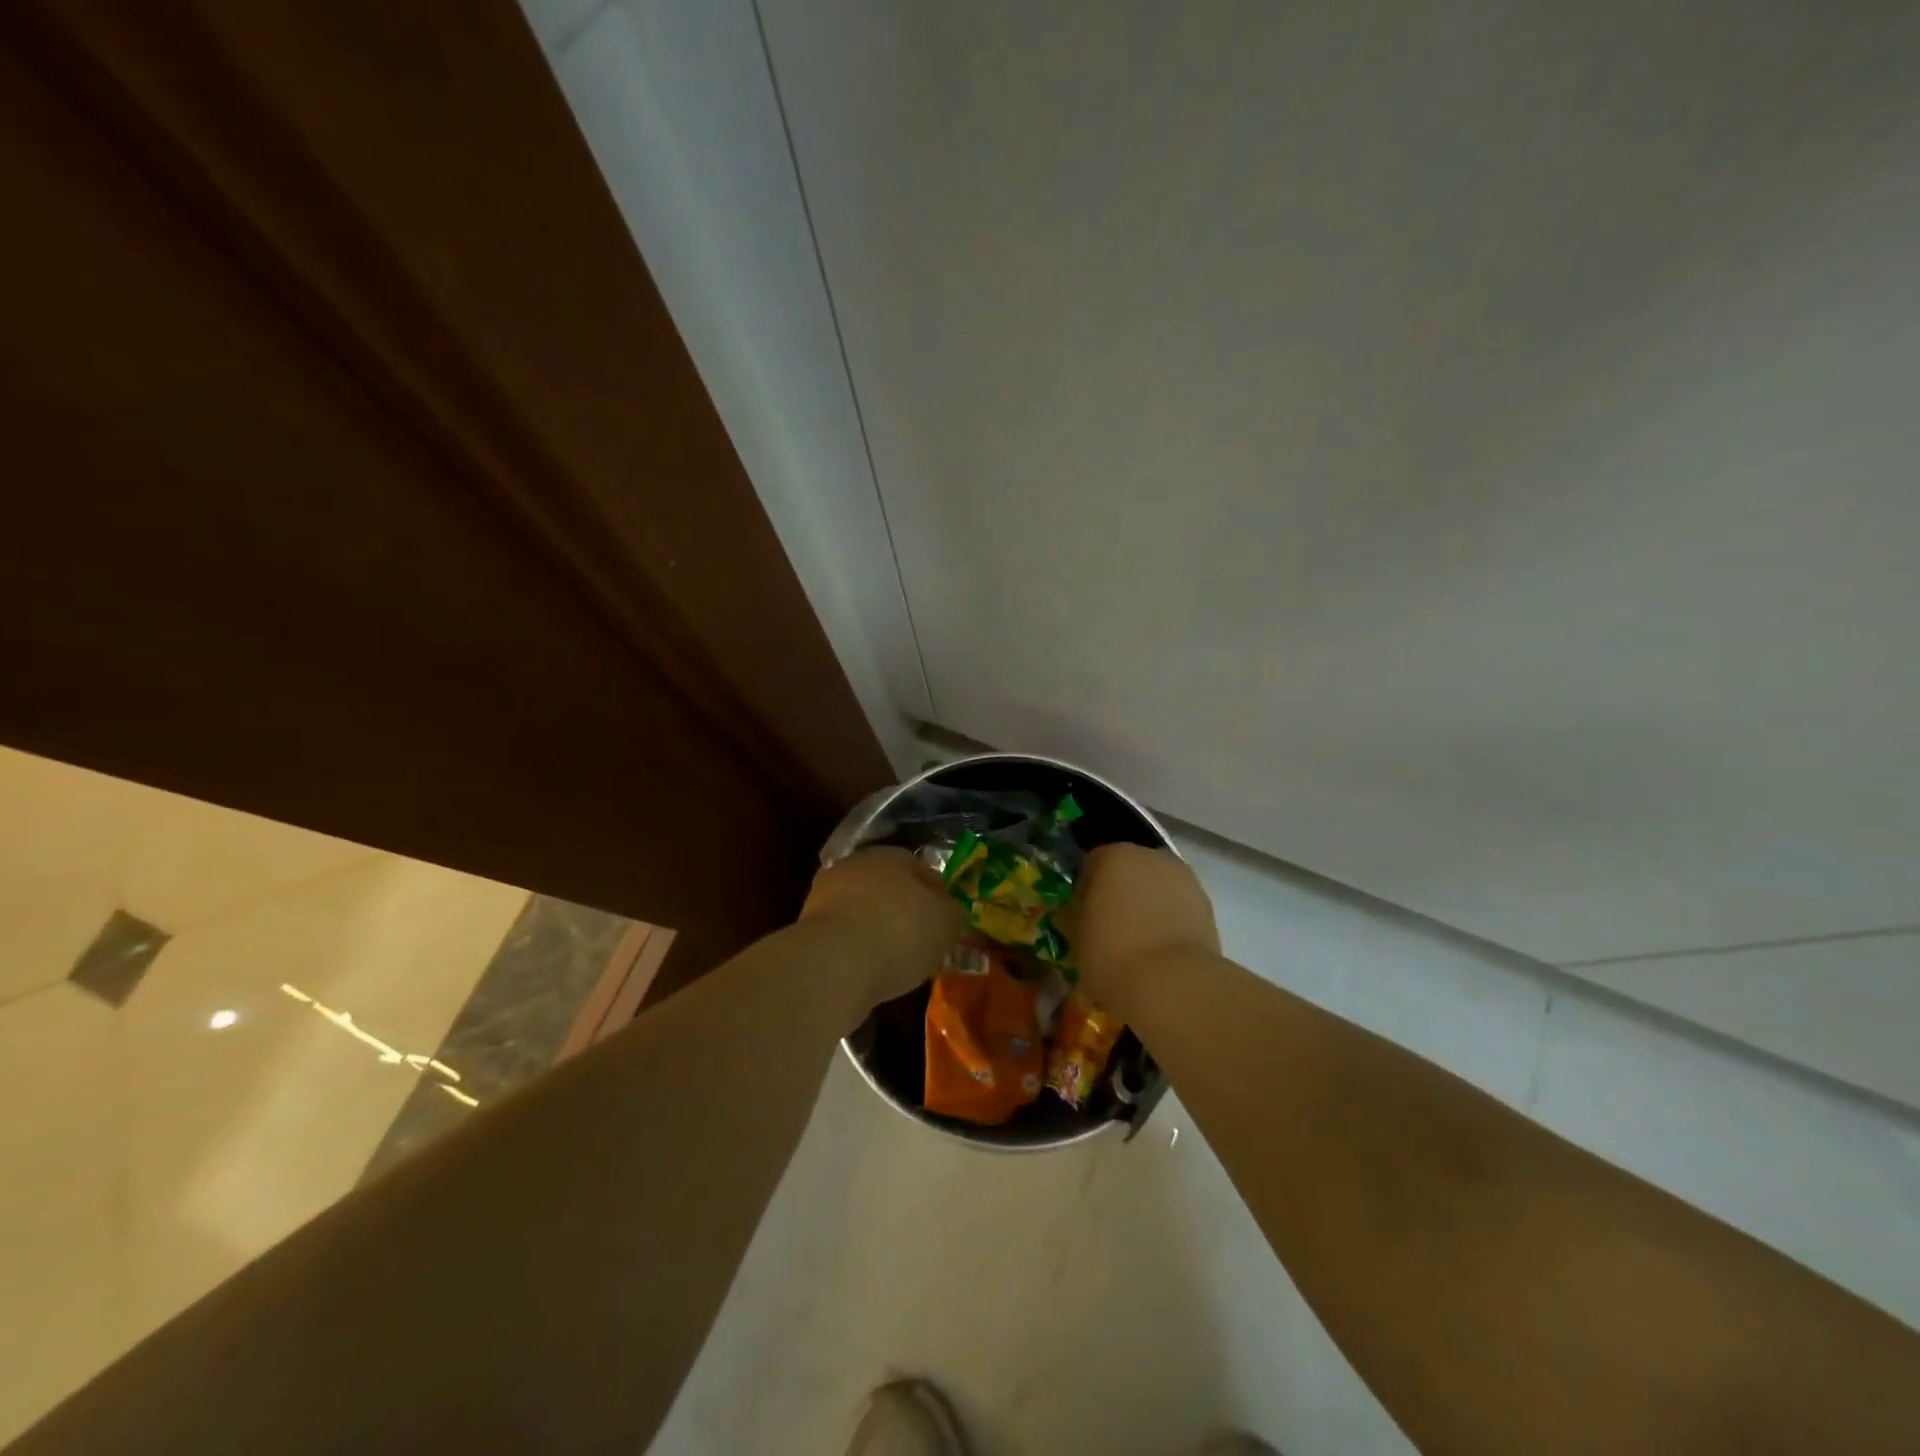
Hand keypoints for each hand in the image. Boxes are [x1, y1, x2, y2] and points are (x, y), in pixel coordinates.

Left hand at [799, 847, 963, 1008]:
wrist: (834, 962)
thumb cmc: (901, 933)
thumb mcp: (947, 924)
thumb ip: (953, 913)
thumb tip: (950, 911)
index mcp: (895, 855)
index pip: (926, 873)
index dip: (940, 901)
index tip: (945, 928)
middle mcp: (859, 864)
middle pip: (892, 888)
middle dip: (905, 912)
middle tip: (920, 944)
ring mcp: (829, 892)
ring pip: (865, 909)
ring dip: (877, 929)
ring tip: (893, 962)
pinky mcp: (809, 923)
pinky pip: (845, 933)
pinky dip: (856, 947)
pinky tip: (867, 968)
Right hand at [1067, 844, 1220, 1005]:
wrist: (1173, 984)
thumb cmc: (1112, 954)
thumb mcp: (1075, 938)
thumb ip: (1073, 916)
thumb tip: (1073, 913)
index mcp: (1113, 856)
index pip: (1092, 864)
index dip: (1085, 891)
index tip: (1082, 918)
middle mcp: (1151, 857)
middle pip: (1128, 870)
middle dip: (1119, 893)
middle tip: (1110, 929)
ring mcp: (1184, 879)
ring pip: (1156, 888)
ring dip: (1147, 906)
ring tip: (1139, 944)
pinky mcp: (1207, 905)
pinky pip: (1178, 907)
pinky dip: (1169, 921)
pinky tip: (1162, 951)